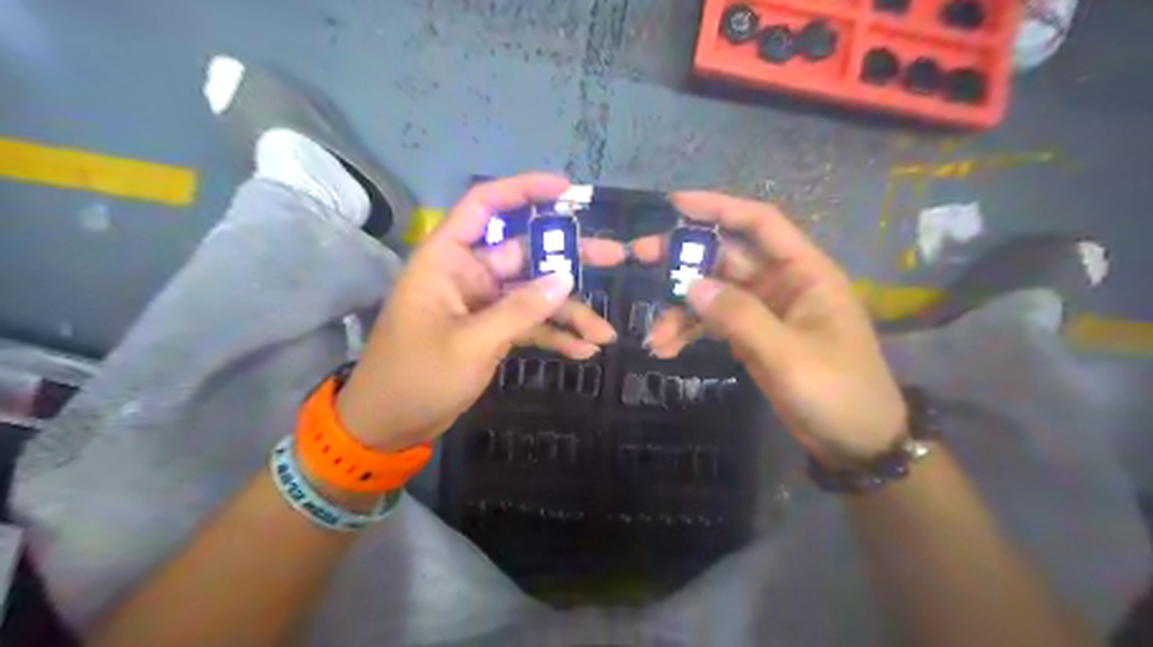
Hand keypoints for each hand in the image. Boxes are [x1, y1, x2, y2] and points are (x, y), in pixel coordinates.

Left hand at [336, 174, 621, 450]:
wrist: (391, 425)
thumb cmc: (417, 376)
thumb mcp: (471, 342)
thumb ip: (520, 309)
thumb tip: (565, 278)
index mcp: (448, 259)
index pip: (485, 206)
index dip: (525, 190)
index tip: (569, 192)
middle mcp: (469, 273)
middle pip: (525, 251)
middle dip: (569, 258)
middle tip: (615, 257)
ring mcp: (484, 304)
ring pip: (535, 293)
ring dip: (570, 311)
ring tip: (606, 333)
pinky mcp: (493, 331)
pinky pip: (530, 324)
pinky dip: (554, 336)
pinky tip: (583, 350)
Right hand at [630, 192, 910, 470]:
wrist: (855, 442)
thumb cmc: (837, 392)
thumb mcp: (789, 355)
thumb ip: (740, 317)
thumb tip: (691, 286)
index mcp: (805, 273)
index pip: (760, 224)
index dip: (718, 208)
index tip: (674, 204)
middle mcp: (782, 283)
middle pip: (726, 257)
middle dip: (682, 261)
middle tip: (638, 257)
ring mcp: (765, 311)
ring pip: (713, 293)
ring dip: (681, 310)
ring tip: (654, 336)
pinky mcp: (753, 336)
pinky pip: (714, 323)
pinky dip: (690, 332)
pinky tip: (666, 349)